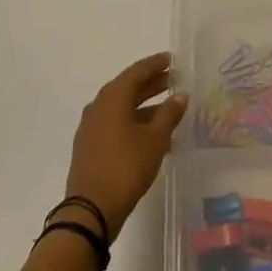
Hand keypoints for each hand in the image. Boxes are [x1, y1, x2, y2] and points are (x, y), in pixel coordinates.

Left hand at [63, 53, 188, 242]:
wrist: (90, 210)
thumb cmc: (125, 167)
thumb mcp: (155, 139)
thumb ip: (169, 114)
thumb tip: (181, 95)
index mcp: (112, 98)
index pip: (137, 72)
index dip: (156, 65)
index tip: (172, 60)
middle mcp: (99, 107)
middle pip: (128, 88)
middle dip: (152, 84)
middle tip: (174, 81)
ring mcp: (92, 128)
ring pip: (123, 109)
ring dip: (146, 107)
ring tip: (170, 111)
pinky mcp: (90, 147)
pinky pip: (116, 125)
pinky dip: (135, 124)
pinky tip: (154, 137)